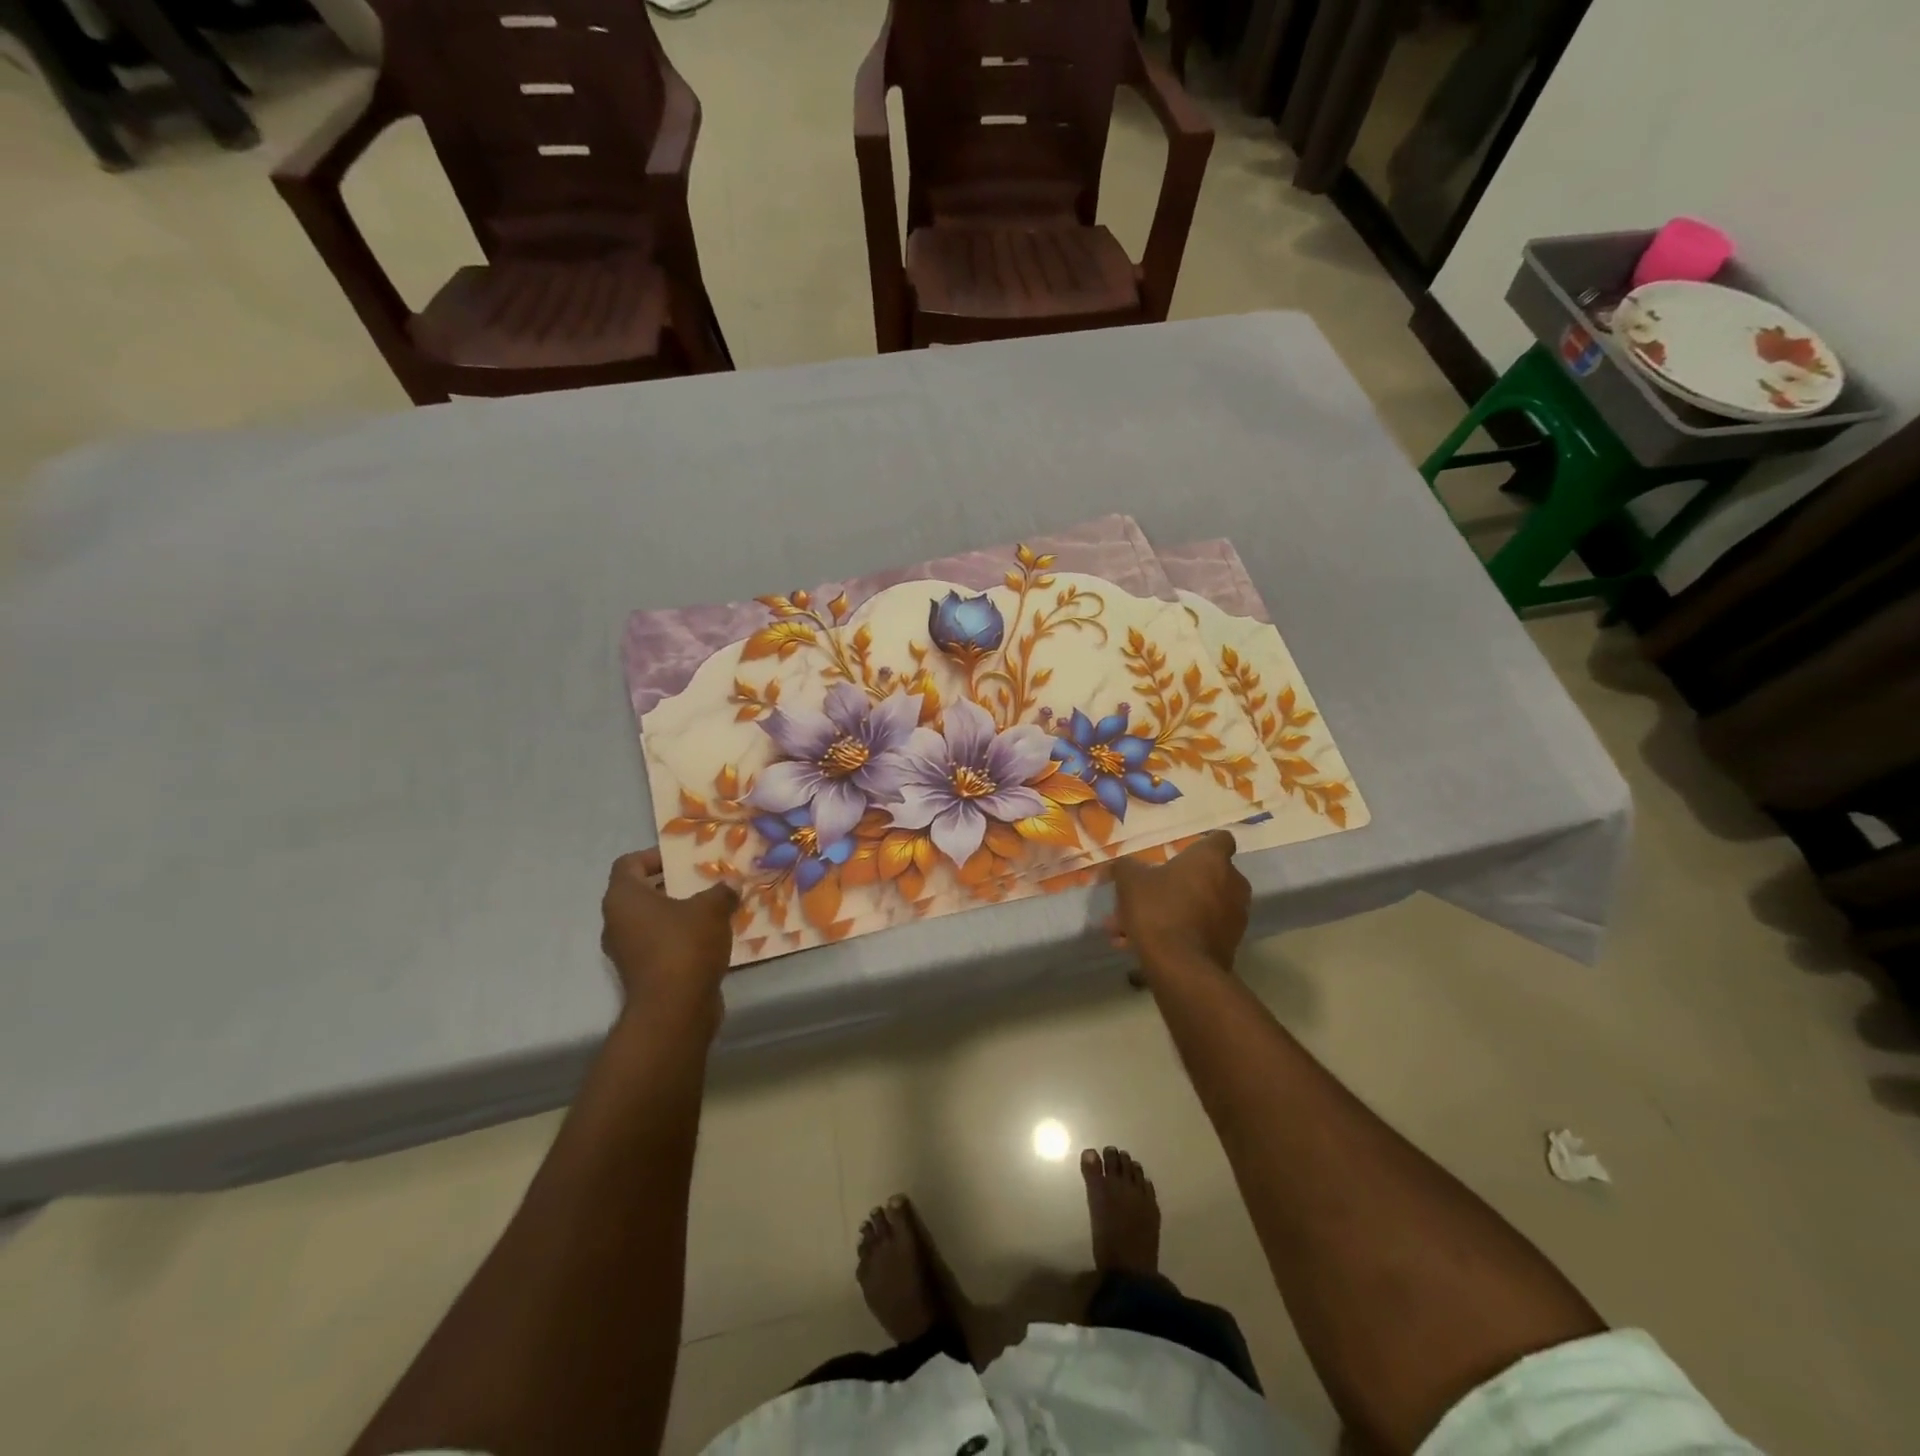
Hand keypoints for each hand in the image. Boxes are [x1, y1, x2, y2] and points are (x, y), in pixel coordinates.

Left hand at [601, 849, 739, 1032]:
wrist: (674, 1009)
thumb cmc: (685, 945)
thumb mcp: (713, 908)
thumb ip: (721, 891)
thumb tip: (730, 885)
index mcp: (623, 898)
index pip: (629, 864)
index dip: (653, 856)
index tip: (682, 860)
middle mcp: (616, 923)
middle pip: (639, 893)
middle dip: (670, 886)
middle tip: (701, 882)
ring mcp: (626, 952)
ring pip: (650, 922)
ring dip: (676, 914)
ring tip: (710, 910)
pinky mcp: (641, 974)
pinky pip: (658, 945)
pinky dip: (678, 939)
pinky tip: (708, 939)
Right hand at [1109, 830, 1249, 971]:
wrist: (1182, 967)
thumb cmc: (1158, 910)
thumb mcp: (1130, 881)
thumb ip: (1125, 867)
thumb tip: (1118, 866)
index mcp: (1212, 860)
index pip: (1220, 839)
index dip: (1201, 846)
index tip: (1180, 856)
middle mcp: (1232, 884)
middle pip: (1204, 877)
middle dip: (1173, 886)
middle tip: (1143, 898)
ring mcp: (1234, 916)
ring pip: (1196, 907)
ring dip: (1168, 913)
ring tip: (1129, 929)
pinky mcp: (1229, 945)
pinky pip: (1198, 931)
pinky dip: (1176, 934)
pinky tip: (1139, 945)